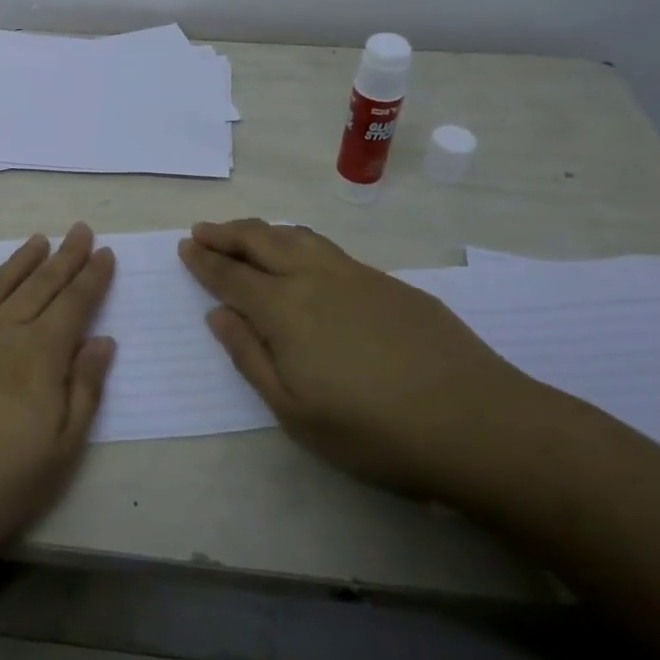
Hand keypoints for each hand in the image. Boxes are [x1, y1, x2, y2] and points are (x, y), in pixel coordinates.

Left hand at [0, 224, 116, 572]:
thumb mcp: (59, 453)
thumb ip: (84, 391)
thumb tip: (103, 340)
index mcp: (37, 356)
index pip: (74, 306)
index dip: (92, 278)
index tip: (104, 251)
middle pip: (39, 287)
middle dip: (63, 258)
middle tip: (79, 230)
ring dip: (18, 261)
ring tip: (37, 240)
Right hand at [178, 219, 540, 499]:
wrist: (473, 420)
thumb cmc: (373, 430)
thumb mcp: (295, 411)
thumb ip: (250, 357)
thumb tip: (219, 315)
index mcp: (284, 309)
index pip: (232, 275)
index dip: (206, 260)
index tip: (186, 245)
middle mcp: (314, 278)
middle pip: (261, 241)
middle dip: (227, 233)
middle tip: (204, 229)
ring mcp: (355, 275)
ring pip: (297, 237)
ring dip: (263, 230)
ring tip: (246, 233)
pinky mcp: (388, 282)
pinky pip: (328, 248)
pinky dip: (300, 241)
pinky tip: (303, 255)